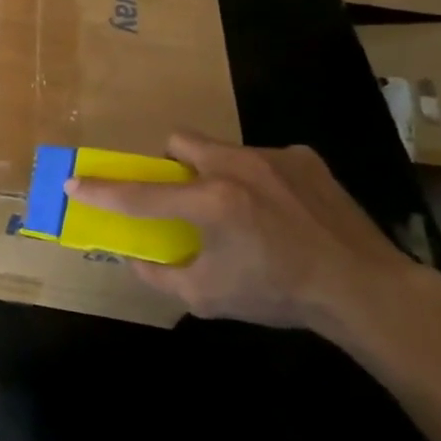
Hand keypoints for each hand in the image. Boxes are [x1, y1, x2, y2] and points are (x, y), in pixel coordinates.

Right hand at [67, 133, 429, 337]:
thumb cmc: (280, 294)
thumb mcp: (208, 297)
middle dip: (169, 164)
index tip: (73, 183)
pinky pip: (262, 158)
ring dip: (214, 171)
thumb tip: (135, 259)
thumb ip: (160, 276)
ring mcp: (273, 157)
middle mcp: (236, 167)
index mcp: (210, 202)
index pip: (140, 194)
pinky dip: (257, 178)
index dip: (101, 190)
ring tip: (238, 207)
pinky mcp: (304, 158)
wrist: (367, 290)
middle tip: (181, 195)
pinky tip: (278, 210)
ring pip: (220, 148)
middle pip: (178, 143)